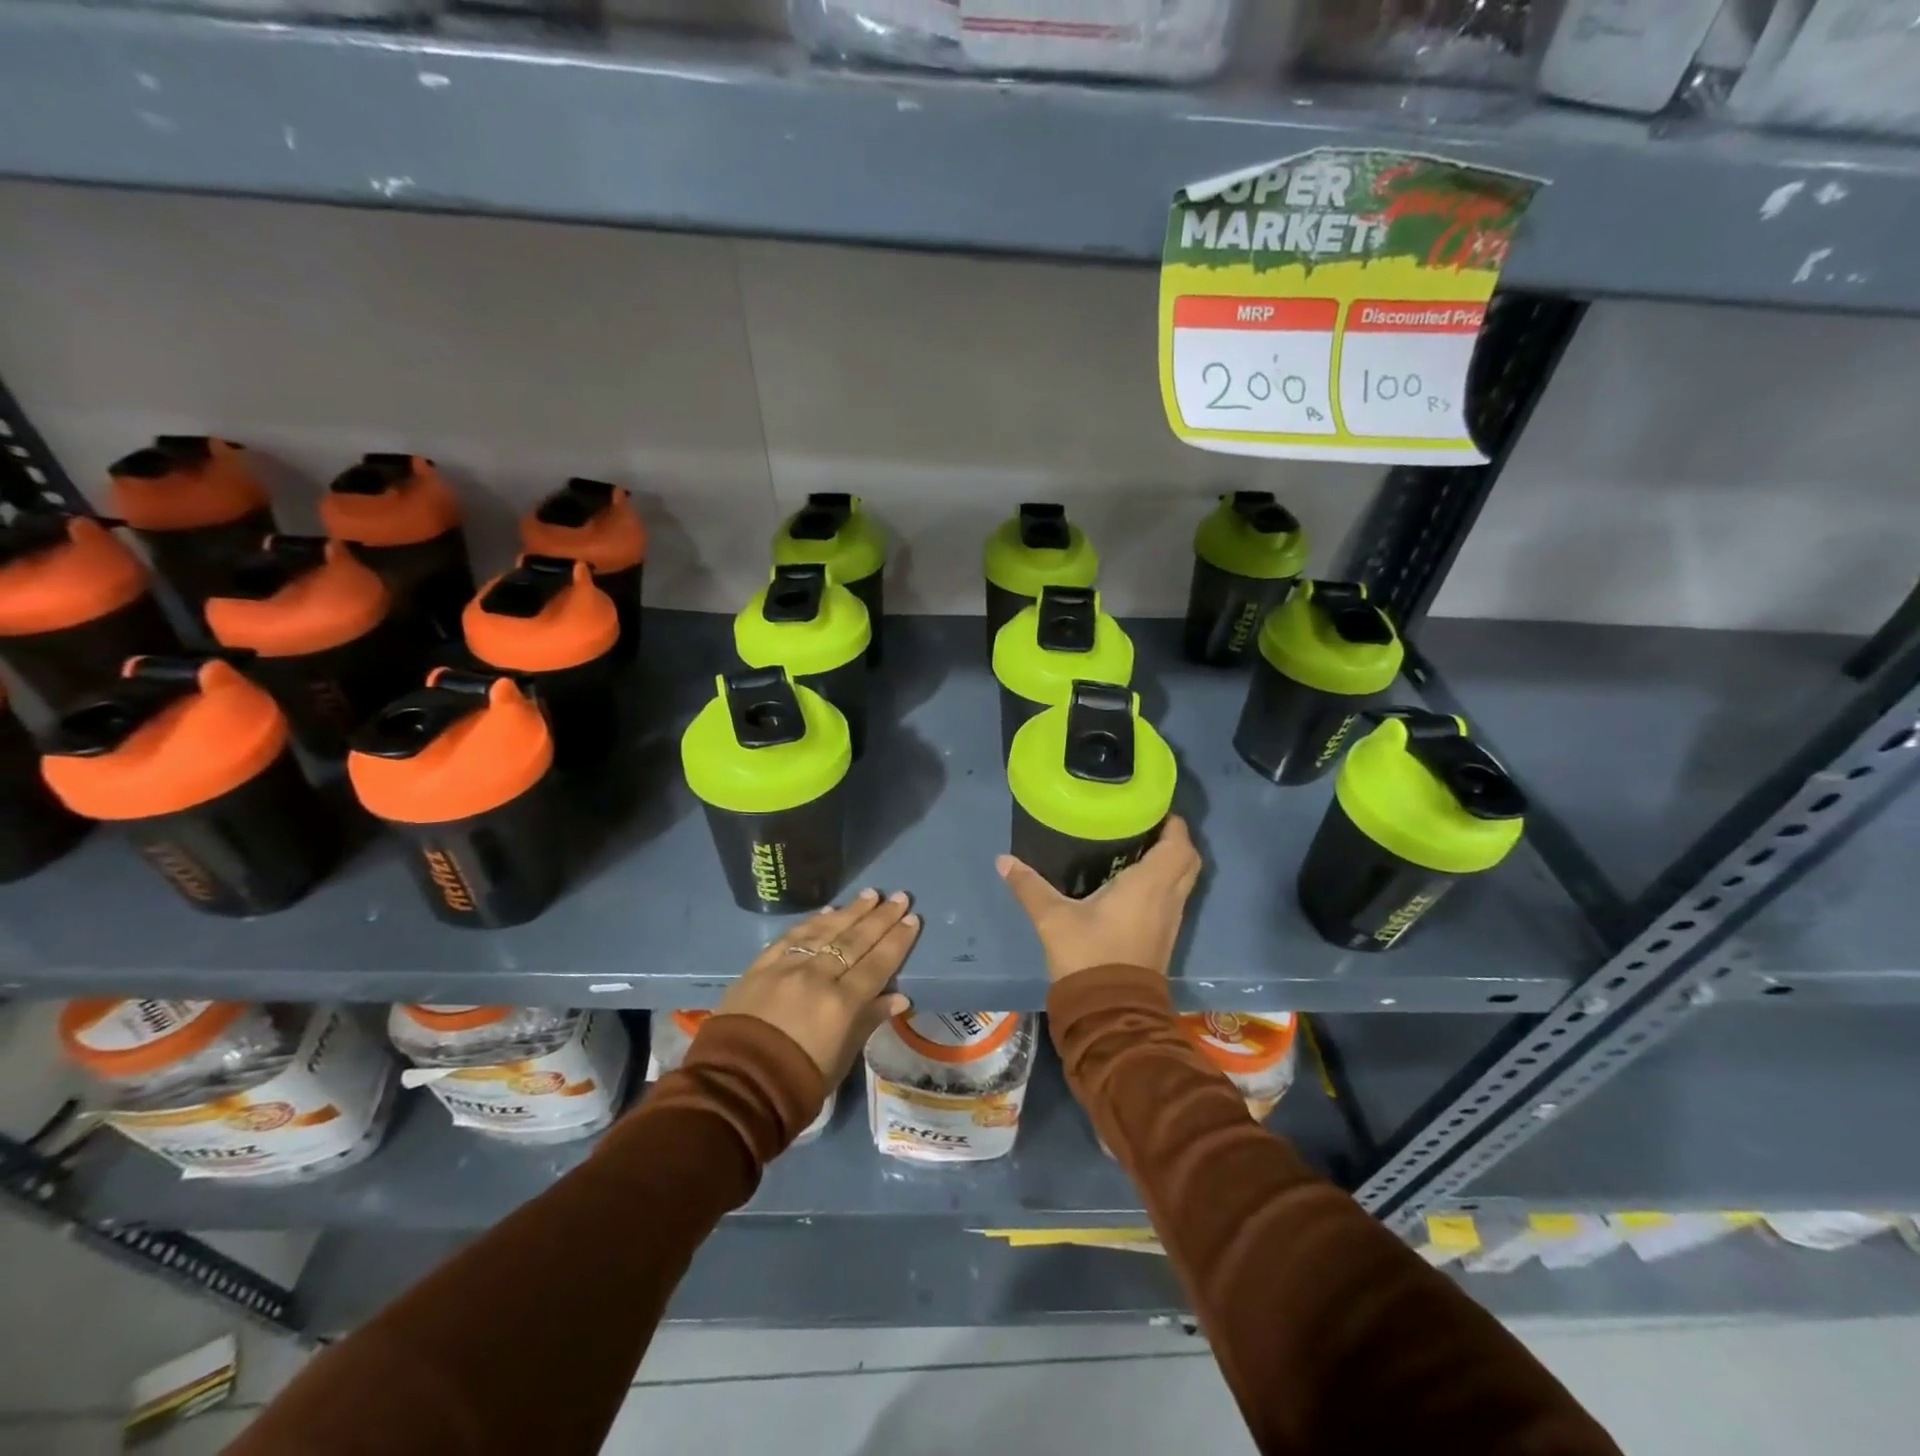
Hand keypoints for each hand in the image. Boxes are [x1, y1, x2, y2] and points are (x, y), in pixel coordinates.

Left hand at [717, 889, 919, 1085]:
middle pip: (855, 941)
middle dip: (881, 918)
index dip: (897, 941)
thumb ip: (869, 1021)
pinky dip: (812, 922)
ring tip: (871, 895)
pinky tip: (828, 912)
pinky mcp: (761, 966)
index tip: (912, 919)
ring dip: (851, 911)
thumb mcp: (842, 1058)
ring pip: (825, 931)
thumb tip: (899, 997)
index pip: (878, 964)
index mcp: (842, 1004)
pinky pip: (792, 937)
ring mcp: (787, 967)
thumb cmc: (798, 1082)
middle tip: (900, 897)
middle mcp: (818, 977)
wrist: (736, 1087)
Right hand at [997, 815, 1201, 981]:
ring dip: (1170, 862)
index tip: (1150, 808)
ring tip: (1137, 847)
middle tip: (1144, 826)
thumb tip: (1003, 860)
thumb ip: (1029, 886)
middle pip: (1189, 860)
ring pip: (1183, 880)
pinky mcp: (1164, 937)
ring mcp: (1171, 920)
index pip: (1179, 843)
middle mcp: (1168, 898)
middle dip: (1174, 839)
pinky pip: (1173, 898)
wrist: (1111, 1012)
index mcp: (1150, 884)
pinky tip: (1133, 882)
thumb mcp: (1053, 918)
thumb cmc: (1089, 955)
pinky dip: (1163, 883)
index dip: (1172, 822)